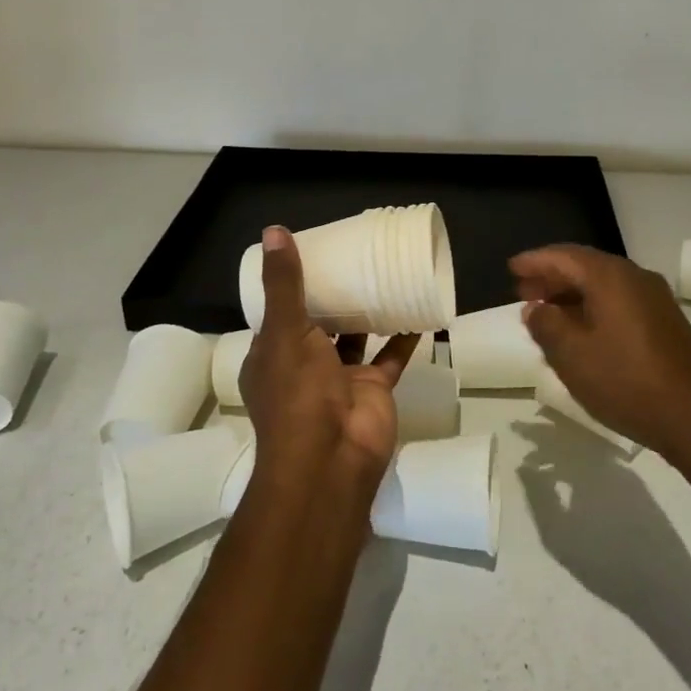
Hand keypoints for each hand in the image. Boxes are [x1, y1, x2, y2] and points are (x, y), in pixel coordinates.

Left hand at [240, 226, 419, 507]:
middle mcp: (303, 365)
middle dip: (334, 295)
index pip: (279, 312)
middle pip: (319, 323)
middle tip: (355, 256)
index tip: (314, 253)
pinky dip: (403, 335)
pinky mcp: (373, 388)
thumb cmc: (299, 393)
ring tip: (385, 273)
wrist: (332, 459)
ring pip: (355, 337)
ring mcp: (340, 378)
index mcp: (272, 354)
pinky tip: (418, 307)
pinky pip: (389, 356)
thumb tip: (273, 231)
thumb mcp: (285, 331)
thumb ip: (284, 284)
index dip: (292, 285)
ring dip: (367, 312)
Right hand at [511, 244, 690, 460]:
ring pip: (604, 285)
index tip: (511, 268)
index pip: (564, 256)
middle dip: (552, 277)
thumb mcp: (572, 355)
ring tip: (546, 313)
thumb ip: (546, 325)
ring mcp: (655, 299)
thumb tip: (535, 309)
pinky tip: (581, 331)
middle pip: (585, 266)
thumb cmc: (625, 381)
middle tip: (524, 292)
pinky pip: (620, 302)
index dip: (535, 261)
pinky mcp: (665, 323)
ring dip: (572, 294)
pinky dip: (594, 307)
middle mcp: (635, 277)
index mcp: (610, 277)